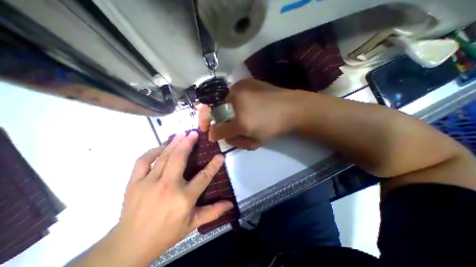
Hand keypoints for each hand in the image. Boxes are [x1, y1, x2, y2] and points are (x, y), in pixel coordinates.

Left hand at [110, 132, 232, 263]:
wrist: (130, 245)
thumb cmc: (166, 233)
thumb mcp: (192, 224)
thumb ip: (213, 212)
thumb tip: (230, 204)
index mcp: (184, 198)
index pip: (204, 177)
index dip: (214, 165)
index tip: (220, 155)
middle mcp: (167, 186)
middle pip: (180, 158)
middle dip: (188, 143)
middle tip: (194, 133)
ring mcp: (149, 183)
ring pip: (164, 156)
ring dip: (174, 142)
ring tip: (181, 133)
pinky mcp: (134, 182)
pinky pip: (143, 161)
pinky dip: (153, 151)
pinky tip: (161, 146)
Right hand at [199, 78, 298, 149]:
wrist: (291, 107)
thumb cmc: (274, 128)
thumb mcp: (255, 142)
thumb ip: (235, 141)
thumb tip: (218, 136)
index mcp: (241, 122)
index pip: (217, 129)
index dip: (211, 133)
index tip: (210, 134)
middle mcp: (237, 102)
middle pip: (213, 109)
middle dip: (209, 117)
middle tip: (214, 122)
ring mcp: (240, 88)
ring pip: (220, 99)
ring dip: (220, 107)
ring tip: (229, 112)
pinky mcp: (245, 81)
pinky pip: (230, 91)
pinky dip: (230, 99)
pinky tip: (239, 102)